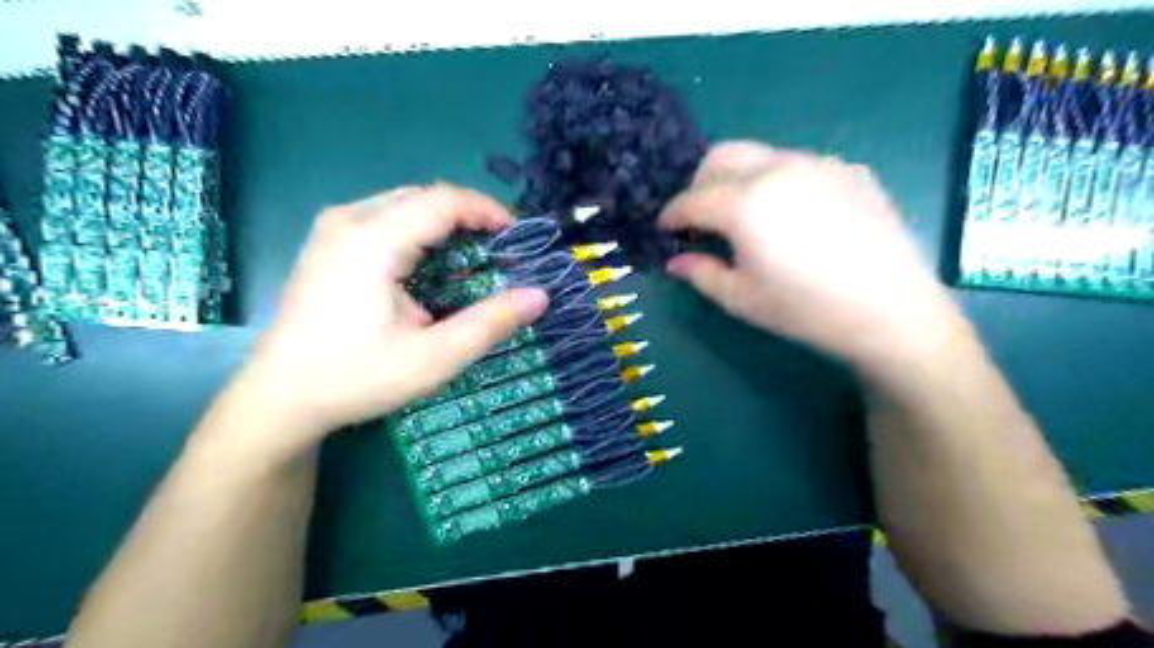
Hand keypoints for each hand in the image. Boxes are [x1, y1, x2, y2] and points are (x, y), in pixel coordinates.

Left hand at [228, 182, 548, 456]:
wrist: (281, 398)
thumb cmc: (357, 377)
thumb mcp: (434, 357)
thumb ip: (490, 323)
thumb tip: (540, 296)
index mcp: (372, 240)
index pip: (443, 200)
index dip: (488, 211)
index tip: (518, 238)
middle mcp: (349, 220)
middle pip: (425, 197)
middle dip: (469, 218)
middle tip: (500, 253)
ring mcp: (332, 229)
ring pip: (405, 206)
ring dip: (445, 226)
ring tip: (471, 260)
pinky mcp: (328, 244)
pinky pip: (386, 220)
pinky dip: (420, 235)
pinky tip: (429, 269)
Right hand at [658, 142, 966, 371]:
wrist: (892, 311)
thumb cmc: (806, 310)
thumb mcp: (742, 298)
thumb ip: (700, 273)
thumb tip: (675, 261)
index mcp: (745, 203)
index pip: (692, 199)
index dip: (671, 214)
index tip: (665, 228)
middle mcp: (778, 169)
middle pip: (721, 156)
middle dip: (699, 183)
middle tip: (698, 217)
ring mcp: (818, 164)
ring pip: (760, 155)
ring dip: (737, 178)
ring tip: (743, 216)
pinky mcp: (849, 170)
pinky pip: (797, 164)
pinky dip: (776, 181)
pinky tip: (790, 215)